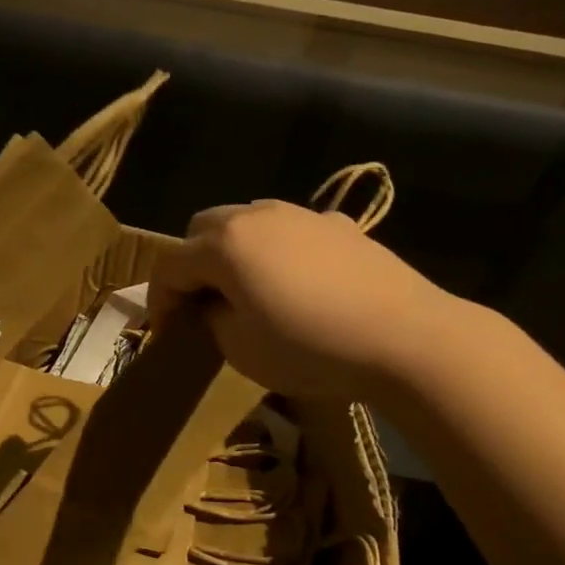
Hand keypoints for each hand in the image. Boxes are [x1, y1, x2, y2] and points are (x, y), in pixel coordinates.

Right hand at [151, 200, 460, 403]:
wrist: (405, 337)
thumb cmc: (309, 347)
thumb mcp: (240, 348)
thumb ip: (212, 319)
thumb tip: (214, 306)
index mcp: (224, 245)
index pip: (170, 265)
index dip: (159, 299)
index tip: (164, 332)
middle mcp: (256, 216)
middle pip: (203, 229)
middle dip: (192, 264)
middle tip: (200, 303)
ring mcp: (301, 215)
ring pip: (247, 221)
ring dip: (232, 251)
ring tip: (246, 289)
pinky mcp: (339, 225)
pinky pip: (290, 230)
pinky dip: (277, 250)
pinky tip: (296, 282)